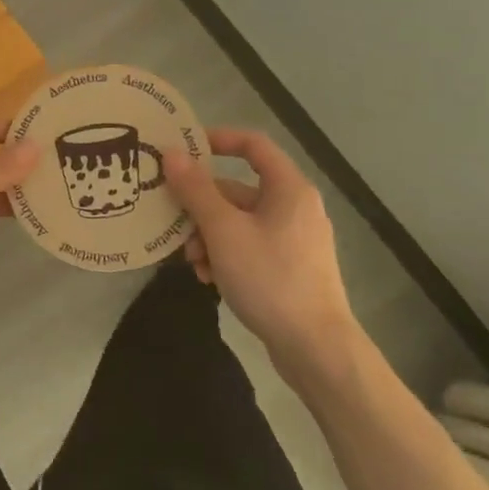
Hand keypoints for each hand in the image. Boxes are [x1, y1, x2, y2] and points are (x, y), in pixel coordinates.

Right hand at [164, 127, 355, 362]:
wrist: (317, 350)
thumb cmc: (270, 278)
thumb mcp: (224, 231)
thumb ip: (195, 190)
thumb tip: (171, 152)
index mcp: (288, 188)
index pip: (253, 144)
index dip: (218, 139)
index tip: (184, 149)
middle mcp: (295, 207)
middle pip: (238, 189)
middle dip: (202, 206)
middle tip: (174, 222)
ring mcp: (294, 240)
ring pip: (239, 222)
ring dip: (209, 235)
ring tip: (191, 261)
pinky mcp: (291, 269)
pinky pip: (250, 247)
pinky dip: (226, 255)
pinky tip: (208, 279)